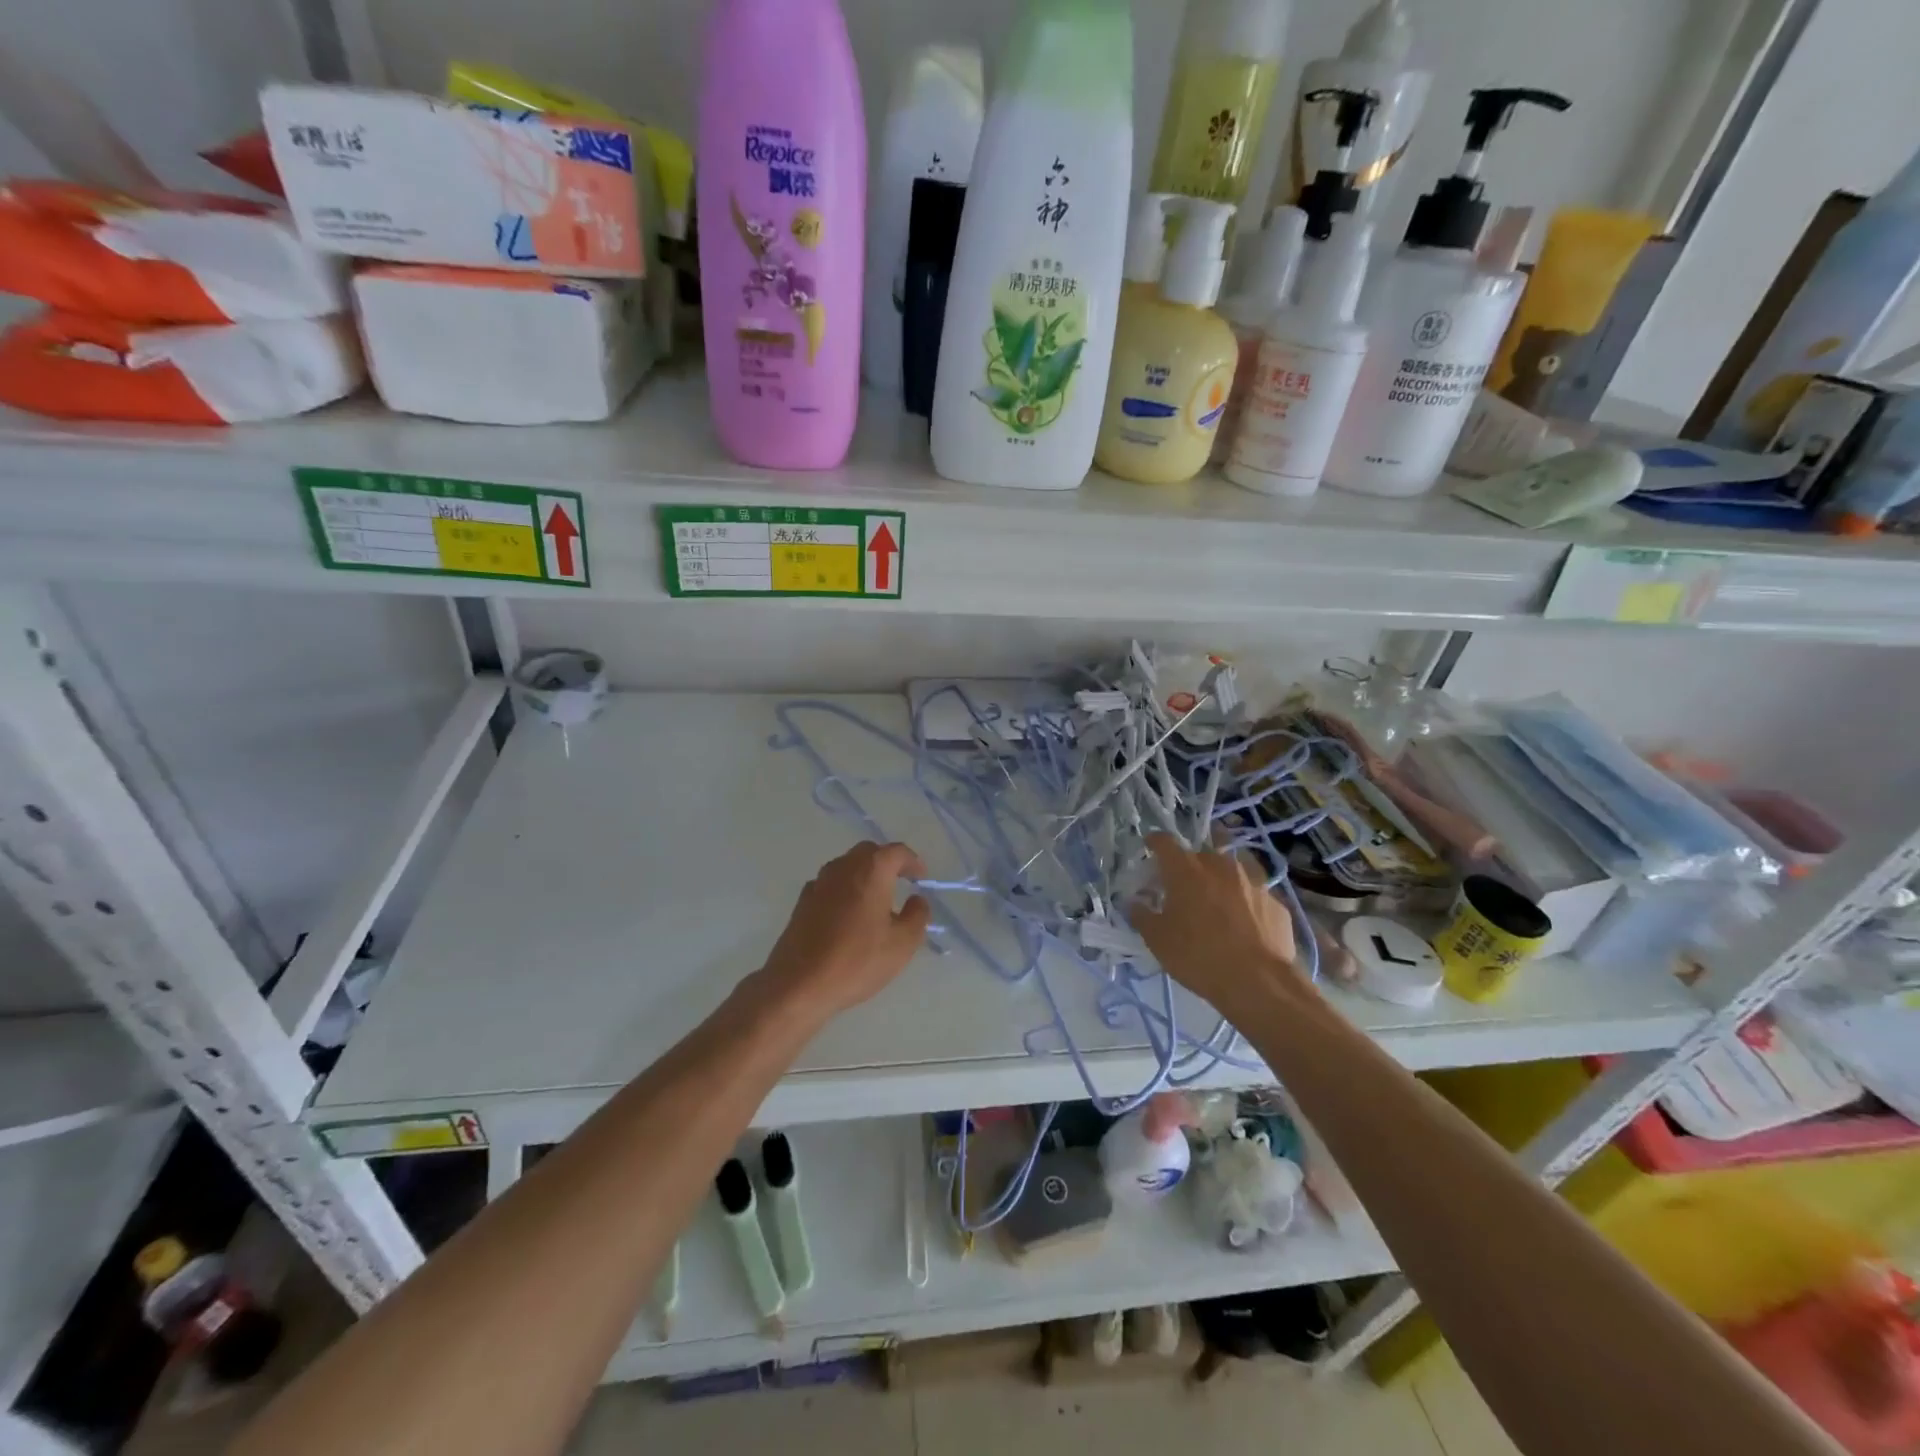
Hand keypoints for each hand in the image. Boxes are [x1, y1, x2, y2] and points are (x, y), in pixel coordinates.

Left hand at [757, 842, 931, 1022]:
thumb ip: (917, 915)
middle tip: (901, 882)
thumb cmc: (857, 960)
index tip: (921, 878)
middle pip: (869, 853)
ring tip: (876, 900)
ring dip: (864, 875)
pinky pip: (831, 885)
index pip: (897, 852)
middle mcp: (843, 867)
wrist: (798, 984)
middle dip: (887, 863)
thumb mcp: (902, 943)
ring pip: (847, 867)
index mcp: (871, 870)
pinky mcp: (802, 901)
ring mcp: (819, 883)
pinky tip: (849, 915)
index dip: (913, 862)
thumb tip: (917, 899)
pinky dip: (845, 890)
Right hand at [1129, 834, 1302, 1015]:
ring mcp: (1252, 881)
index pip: (1165, 842)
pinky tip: (1245, 921)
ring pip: (1232, 868)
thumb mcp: (1158, 941)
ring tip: (1217, 897)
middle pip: (1200, 853)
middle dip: (1190, 865)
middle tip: (1184, 885)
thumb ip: (1142, 916)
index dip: (1155, 842)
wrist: (1259, 982)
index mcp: (1186, 870)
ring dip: (1221, 877)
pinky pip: (1254, 893)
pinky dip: (1246, 901)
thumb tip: (1134, 903)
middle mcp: (1219, 866)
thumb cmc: (1199, 956)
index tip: (1150, 846)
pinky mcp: (1275, 901)